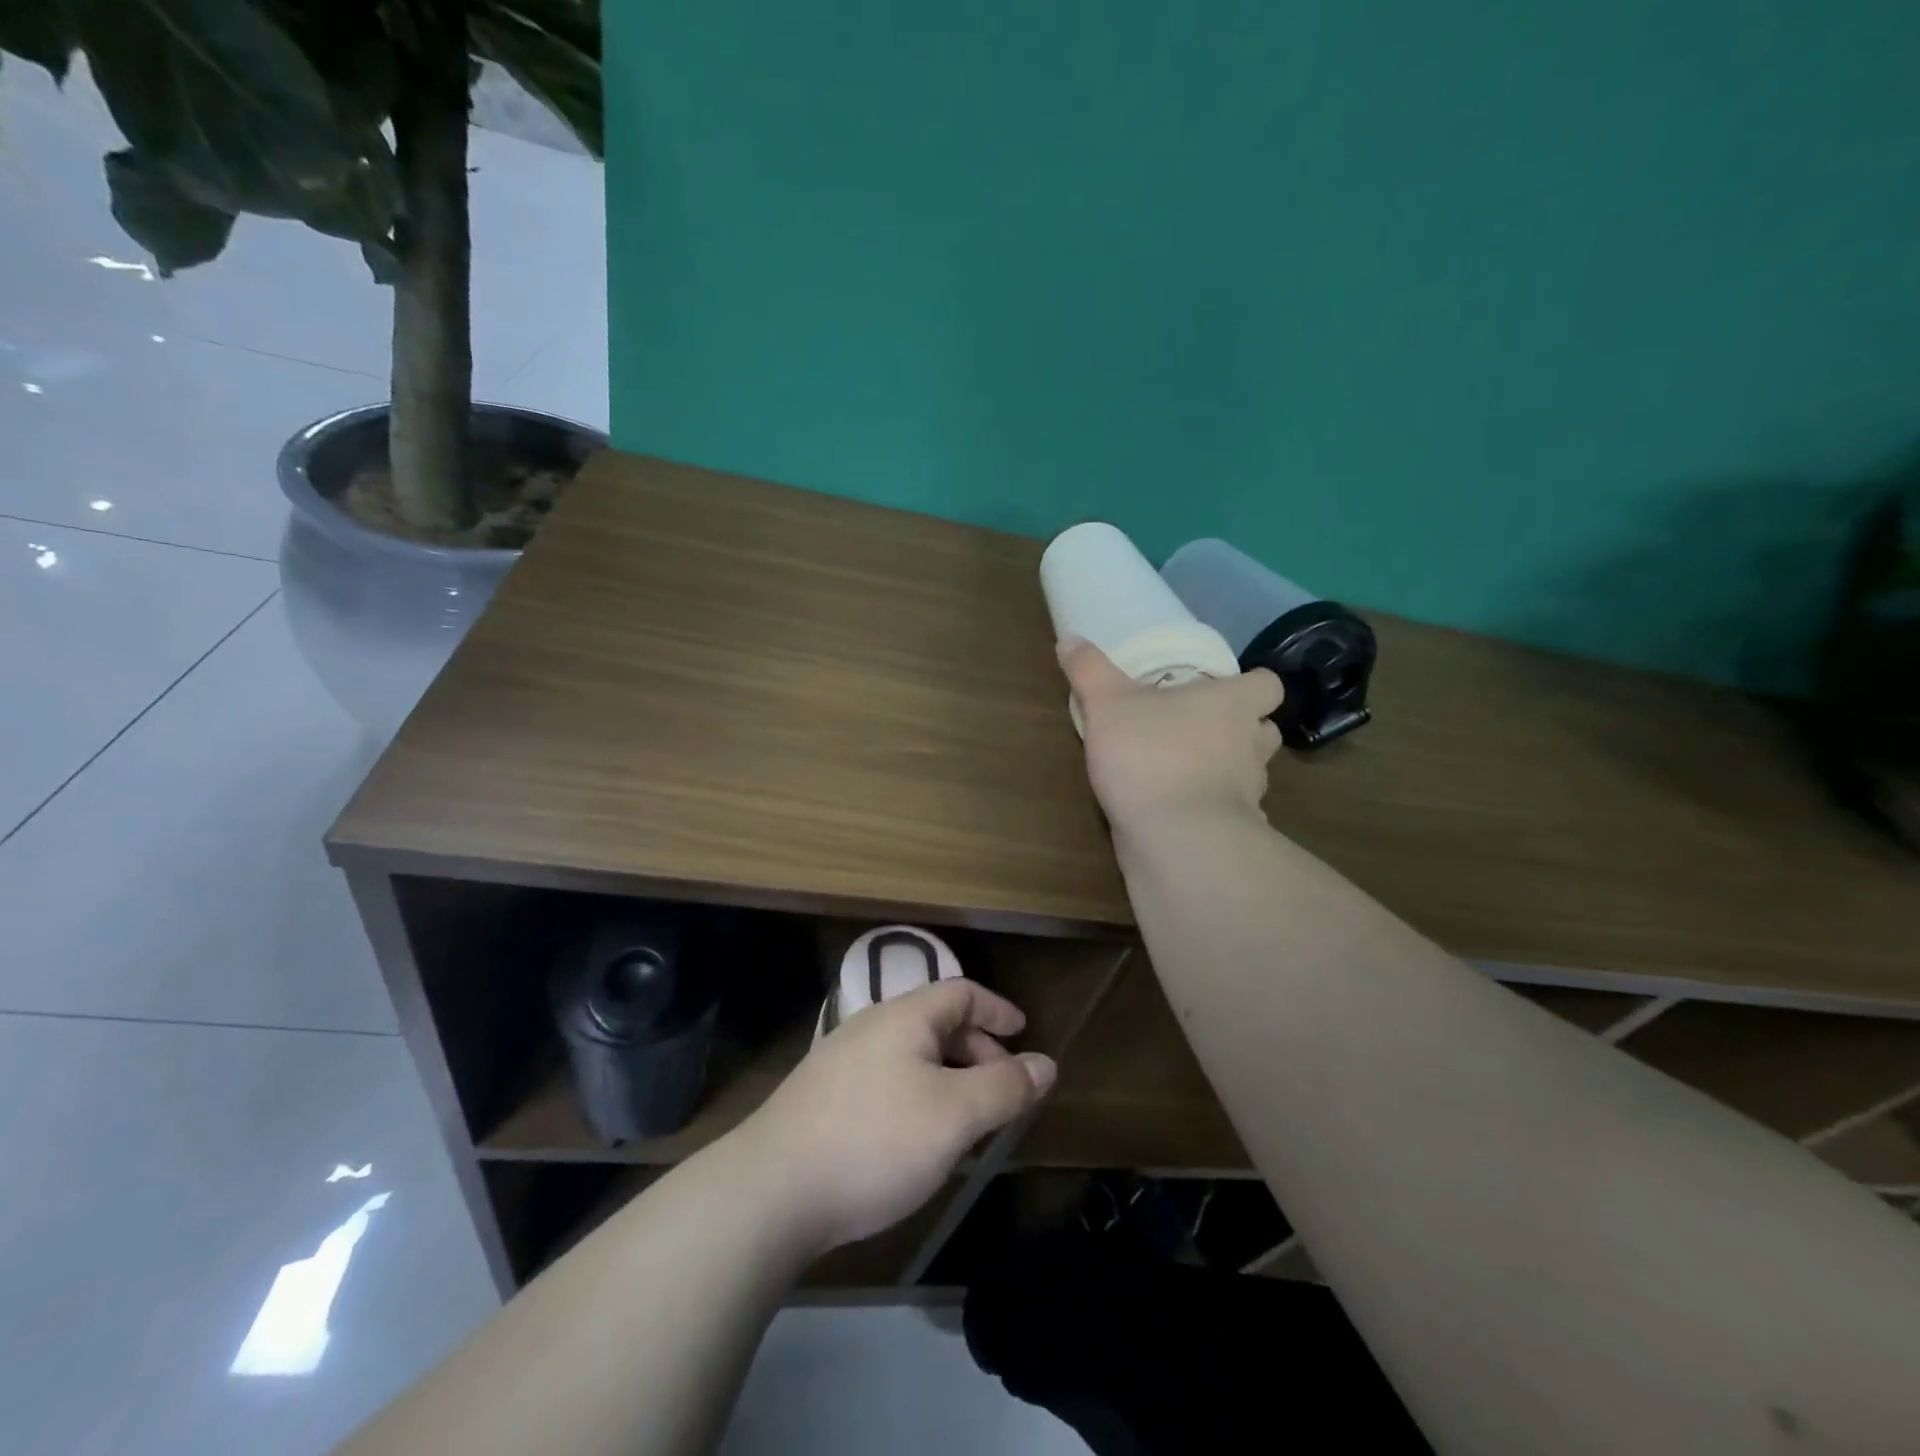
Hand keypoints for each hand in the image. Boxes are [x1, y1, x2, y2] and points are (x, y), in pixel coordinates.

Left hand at [733, 979, 1055, 1256]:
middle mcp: (871, 1027)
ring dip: (949, 1078)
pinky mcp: (823, 1098)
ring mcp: (841, 1062)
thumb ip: (1005, 1088)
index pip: (961, 992)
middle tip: (1003, 1090)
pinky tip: (919, 1140)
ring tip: (968, 1121)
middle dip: (977, 1050)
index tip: (1024, 1031)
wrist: (770, 1190)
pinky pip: (888, 1082)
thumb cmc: (876, 1140)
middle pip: (937, 1023)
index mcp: (904, 1016)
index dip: (997, 1009)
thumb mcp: (954, 1115)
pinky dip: (919, 1097)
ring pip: (911, 1056)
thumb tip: (1046, 1063)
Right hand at [1057, 636, 1283, 831]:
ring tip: (1187, 770)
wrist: (1174, 837)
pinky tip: (1180, 811)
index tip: (1225, 690)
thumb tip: (1070, 638)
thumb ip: (1089, 670)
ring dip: (1228, 770)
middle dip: (1241, 729)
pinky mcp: (1236, 831)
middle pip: (1264, 730)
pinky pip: (1231, 813)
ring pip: (1250, 773)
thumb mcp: (1107, 704)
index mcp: (1232, 704)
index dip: (1252, 685)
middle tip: (1202, 729)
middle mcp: (1250, 744)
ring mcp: (1248, 792)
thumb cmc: (1149, 754)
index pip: (1269, 686)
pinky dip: (1213, 810)